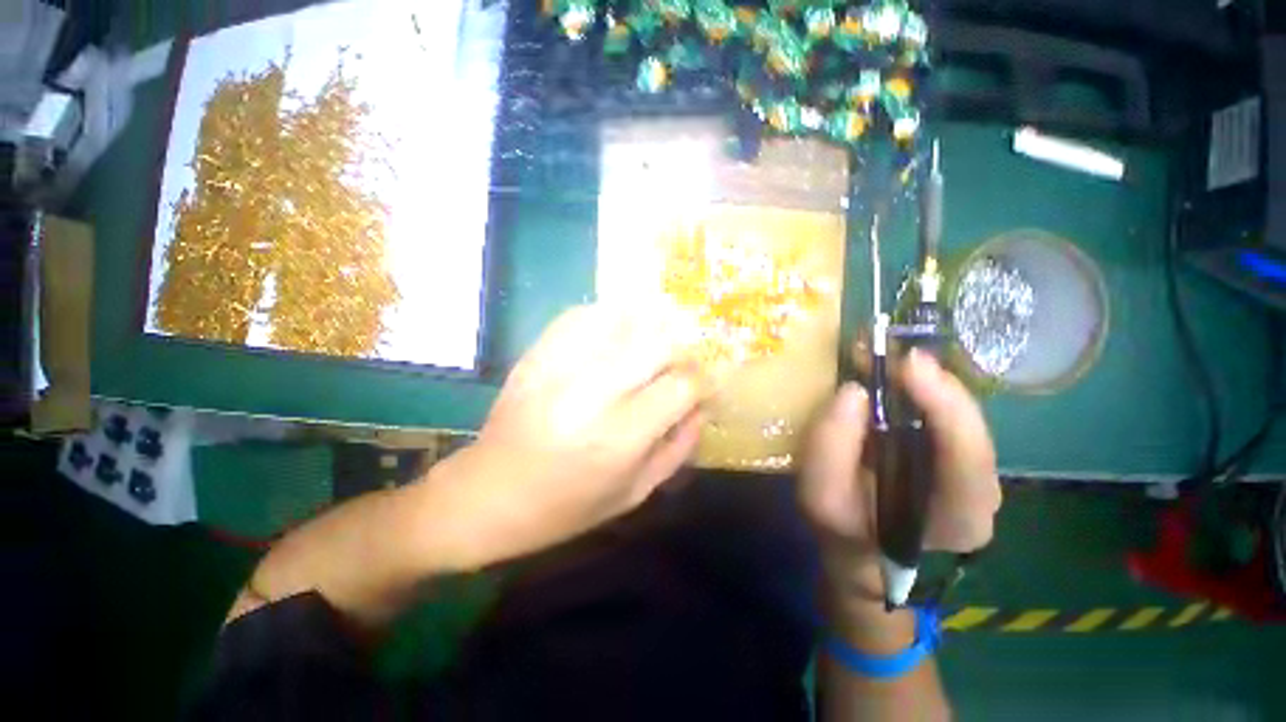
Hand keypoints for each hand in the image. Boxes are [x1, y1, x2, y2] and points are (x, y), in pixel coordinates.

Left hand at [434, 304, 704, 567]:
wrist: (487, 494)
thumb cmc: (565, 507)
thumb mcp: (634, 493)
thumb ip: (678, 448)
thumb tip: (702, 407)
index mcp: (620, 436)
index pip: (682, 385)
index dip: (702, 381)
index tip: (704, 386)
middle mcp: (594, 392)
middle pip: (659, 342)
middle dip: (682, 350)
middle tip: (682, 364)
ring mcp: (561, 366)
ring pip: (625, 318)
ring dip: (652, 326)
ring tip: (656, 344)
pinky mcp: (538, 353)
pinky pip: (584, 315)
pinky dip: (611, 316)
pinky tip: (617, 332)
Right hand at [798, 345, 1000, 599]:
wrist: (859, 543)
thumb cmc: (844, 526)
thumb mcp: (822, 497)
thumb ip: (832, 449)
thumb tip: (854, 391)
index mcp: (961, 516)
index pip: (971, 459)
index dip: (945, 406)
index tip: (909, 363)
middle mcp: (981, 488)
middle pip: (969, 424)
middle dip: (928, 381)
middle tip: (884, 347)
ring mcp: (969, 465)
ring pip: (954, 410)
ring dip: (917, 377)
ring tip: (877, 352)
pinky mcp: (949, 448)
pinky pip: (937, 408)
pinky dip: (911, 383)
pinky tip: (884, 367)